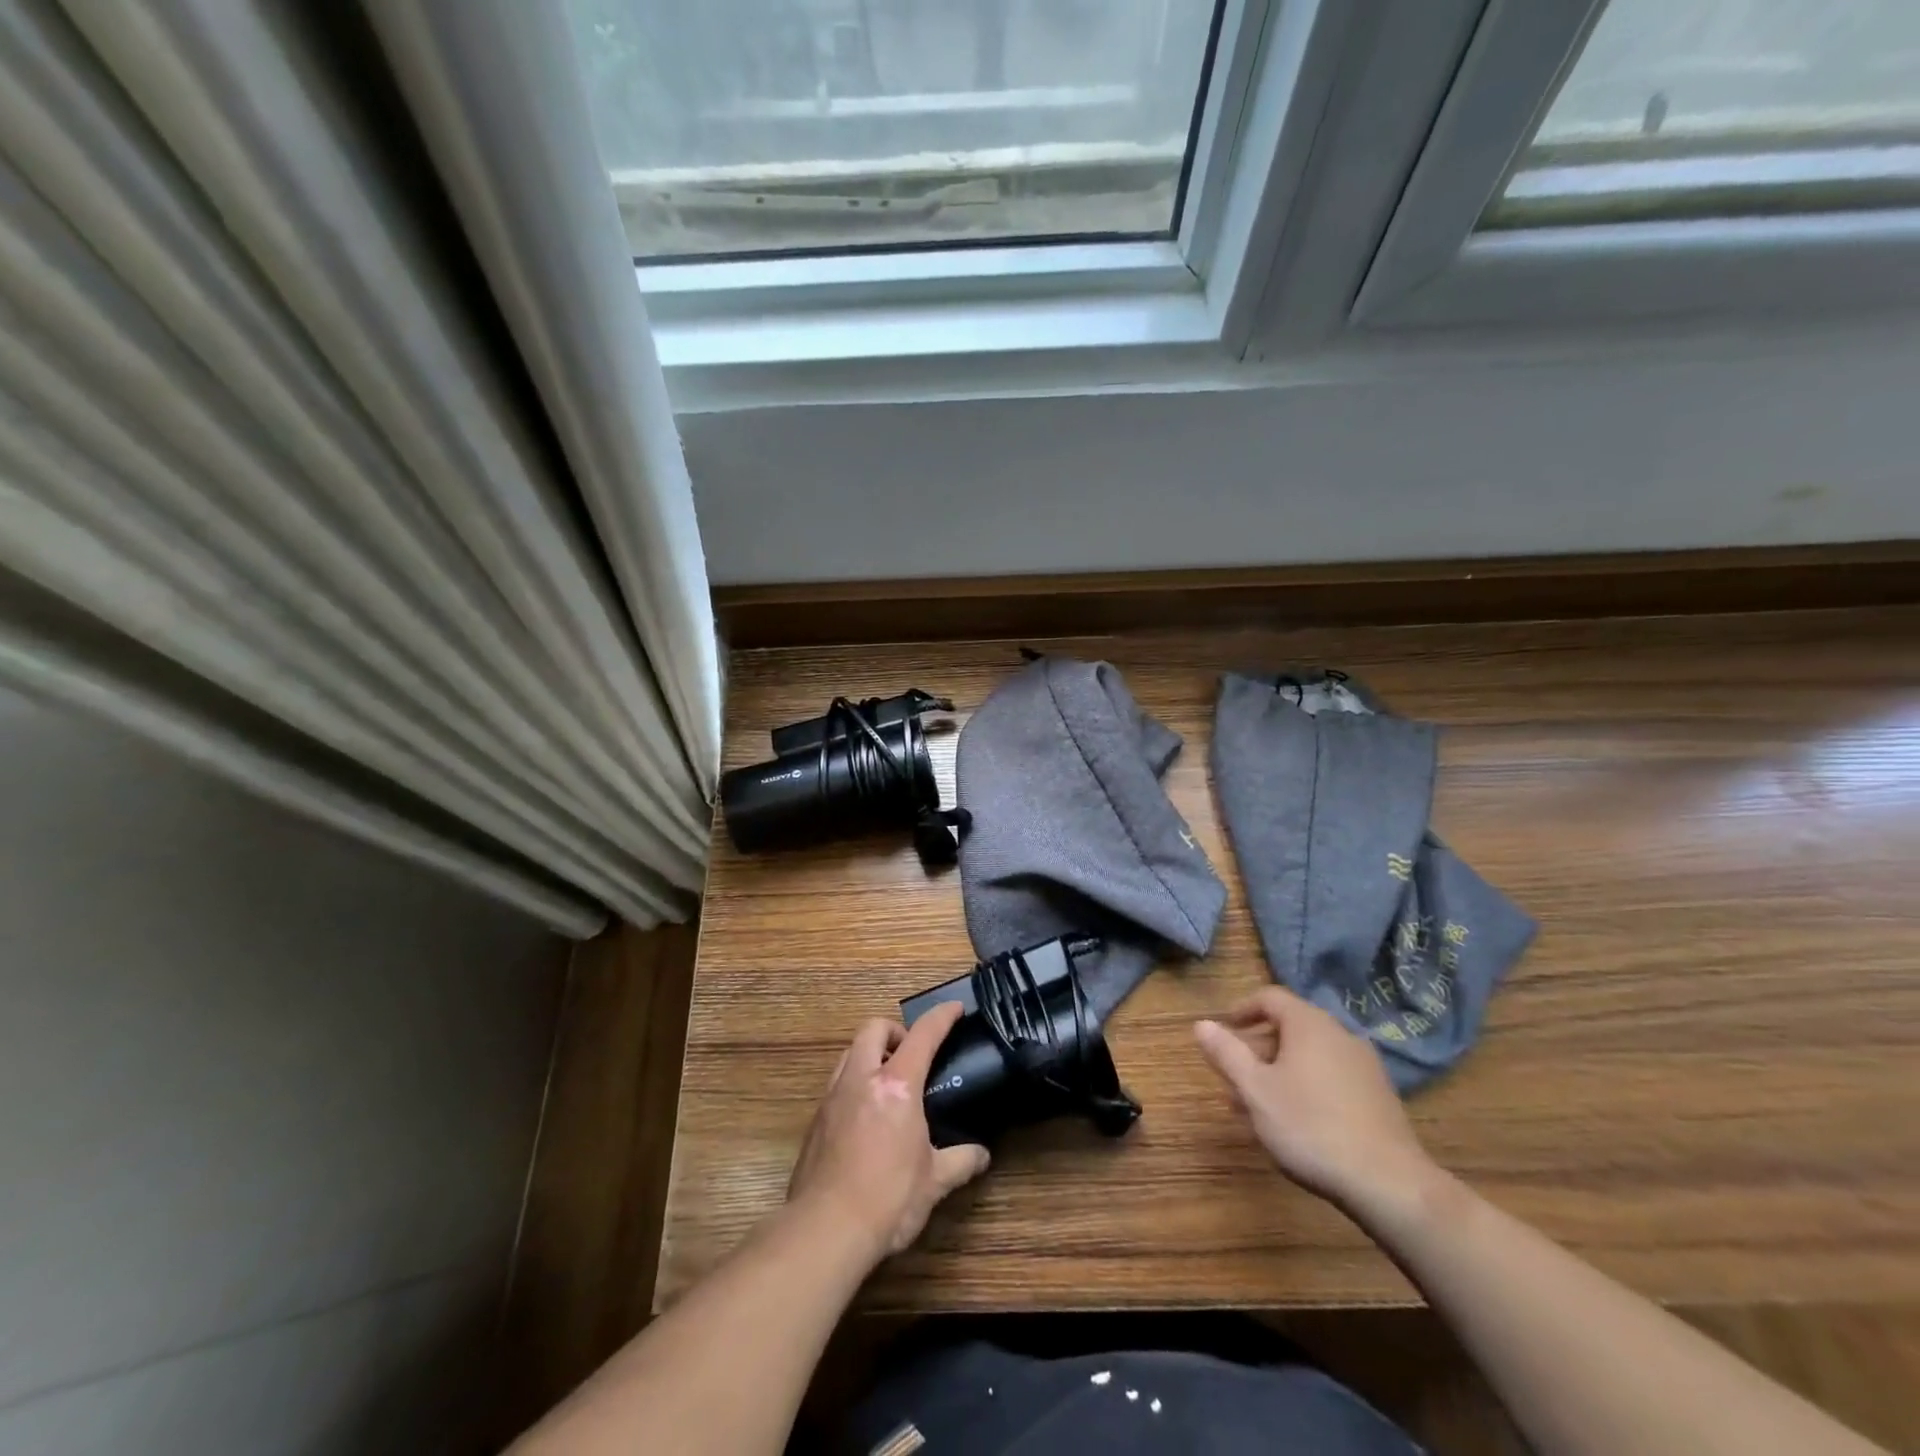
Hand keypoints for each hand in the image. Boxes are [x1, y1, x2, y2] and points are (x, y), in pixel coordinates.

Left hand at [787, 1003, 990, 1263]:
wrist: (826, 1229)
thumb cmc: (888, 1198)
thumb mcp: (934, 1181)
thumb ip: (960, 1161)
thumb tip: (981, 1155)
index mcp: (897, 1086)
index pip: (922, 1035)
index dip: (941, 1017)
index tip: (955, 1009)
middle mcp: (861, 1079)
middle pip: (873, 1028)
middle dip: (895, 1030)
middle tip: (911, 1054)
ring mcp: (833, 1097)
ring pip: (849, 1052)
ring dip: (870, 1054)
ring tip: (888, 1082)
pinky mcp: (816, 1120)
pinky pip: (836, 1084)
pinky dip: (854, 1083)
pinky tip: (865, 1116)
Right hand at [1194, 987, 1436, 1216]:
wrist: (1389, 1184)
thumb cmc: (1310, 1127)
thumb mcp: (1255, 1090)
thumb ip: (1226, 1053)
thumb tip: (1201, 1024)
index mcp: (1309, 1024)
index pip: (1270, 997)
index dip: (1242, 1009)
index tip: (1223, 1030)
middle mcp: (1340, 1034)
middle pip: (1290, 1026)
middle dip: (1258, 1048)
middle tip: (1235, 1076)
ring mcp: (1365, 1066)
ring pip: (1310, 1055)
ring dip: (1280, 1071)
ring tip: (1259, 1106)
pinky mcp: (1379, 1096)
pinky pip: (1331, 1076)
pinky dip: (1307, 1086)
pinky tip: (1297, 1122)